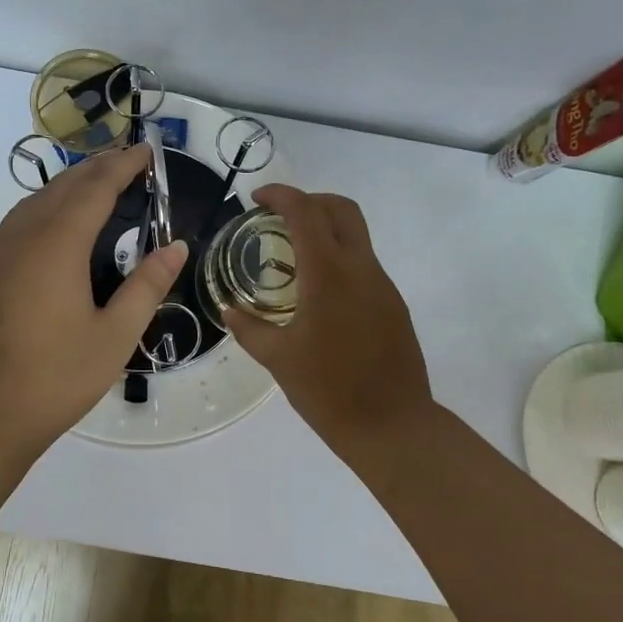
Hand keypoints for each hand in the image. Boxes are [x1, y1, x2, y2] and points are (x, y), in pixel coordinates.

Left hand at [0, 143, 187, 460]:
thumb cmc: (57, 377)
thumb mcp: (115, 336)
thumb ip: (147, 285)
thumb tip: (176, 246)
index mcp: (57, 244)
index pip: (95, 188)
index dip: (123, 165)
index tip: (147, 152)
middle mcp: (23, 236)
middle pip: (63, 186)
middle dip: (97, 168)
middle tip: (129, 163)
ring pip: (35, 200)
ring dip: (69, 185)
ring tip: (98, 186)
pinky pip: (19, 221)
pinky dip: (46, 207)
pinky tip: (58, 226)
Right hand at [222, 184, 433, 458]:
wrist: (393, 427)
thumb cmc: (329, 391)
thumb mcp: (278, 359)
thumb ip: (249, 328)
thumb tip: (229, 310)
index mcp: (328, 274)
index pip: (305, 212)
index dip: (280, 195)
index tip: (256, 199)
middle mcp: (361, 268)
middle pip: (341, 209)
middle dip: (309, 201)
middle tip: (278, 218)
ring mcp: (383, 285)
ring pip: (356, 235)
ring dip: (325, 230)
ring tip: (293, 257)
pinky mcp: (394, 304)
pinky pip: (364, 264)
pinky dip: (339, 259)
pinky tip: (318, 293)